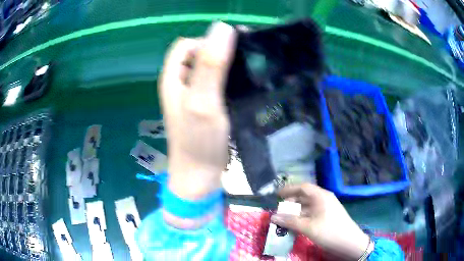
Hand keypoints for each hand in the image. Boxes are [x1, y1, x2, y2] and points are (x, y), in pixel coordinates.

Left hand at [159, 22, 236, 199]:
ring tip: (249, 71)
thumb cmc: (199, 142)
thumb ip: (210, 64)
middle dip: (220, 52)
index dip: (207, 41)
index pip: (187, 45)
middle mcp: (180, 83)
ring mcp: (193, 95)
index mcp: (173, 77)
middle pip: (199, 54)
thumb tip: (222, 27)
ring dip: (228, 65)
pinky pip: (217, 83)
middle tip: (245, 60)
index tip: (231, 50)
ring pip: (210, 68)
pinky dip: (230, 79)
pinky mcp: (206, 105)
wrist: (200, 177)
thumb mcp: (203, 100)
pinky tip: (245, 85)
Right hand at [271, 184, 369, 259]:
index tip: (276, 195)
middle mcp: (324, 199)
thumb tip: (273, 216)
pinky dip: (302, 217)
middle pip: (305, 196)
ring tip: (284, 219)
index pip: (303, 187)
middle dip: (291, 203)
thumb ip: (290, 221)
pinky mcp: (327, 216)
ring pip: (308, 206)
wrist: (349, 242)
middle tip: (279, 211)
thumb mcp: (308, 227)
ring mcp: (326, 208)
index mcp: (321, 196)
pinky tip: (296, 225)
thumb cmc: (329, 231)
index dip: (289, 189)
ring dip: (296, 212)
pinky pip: (311, 213)